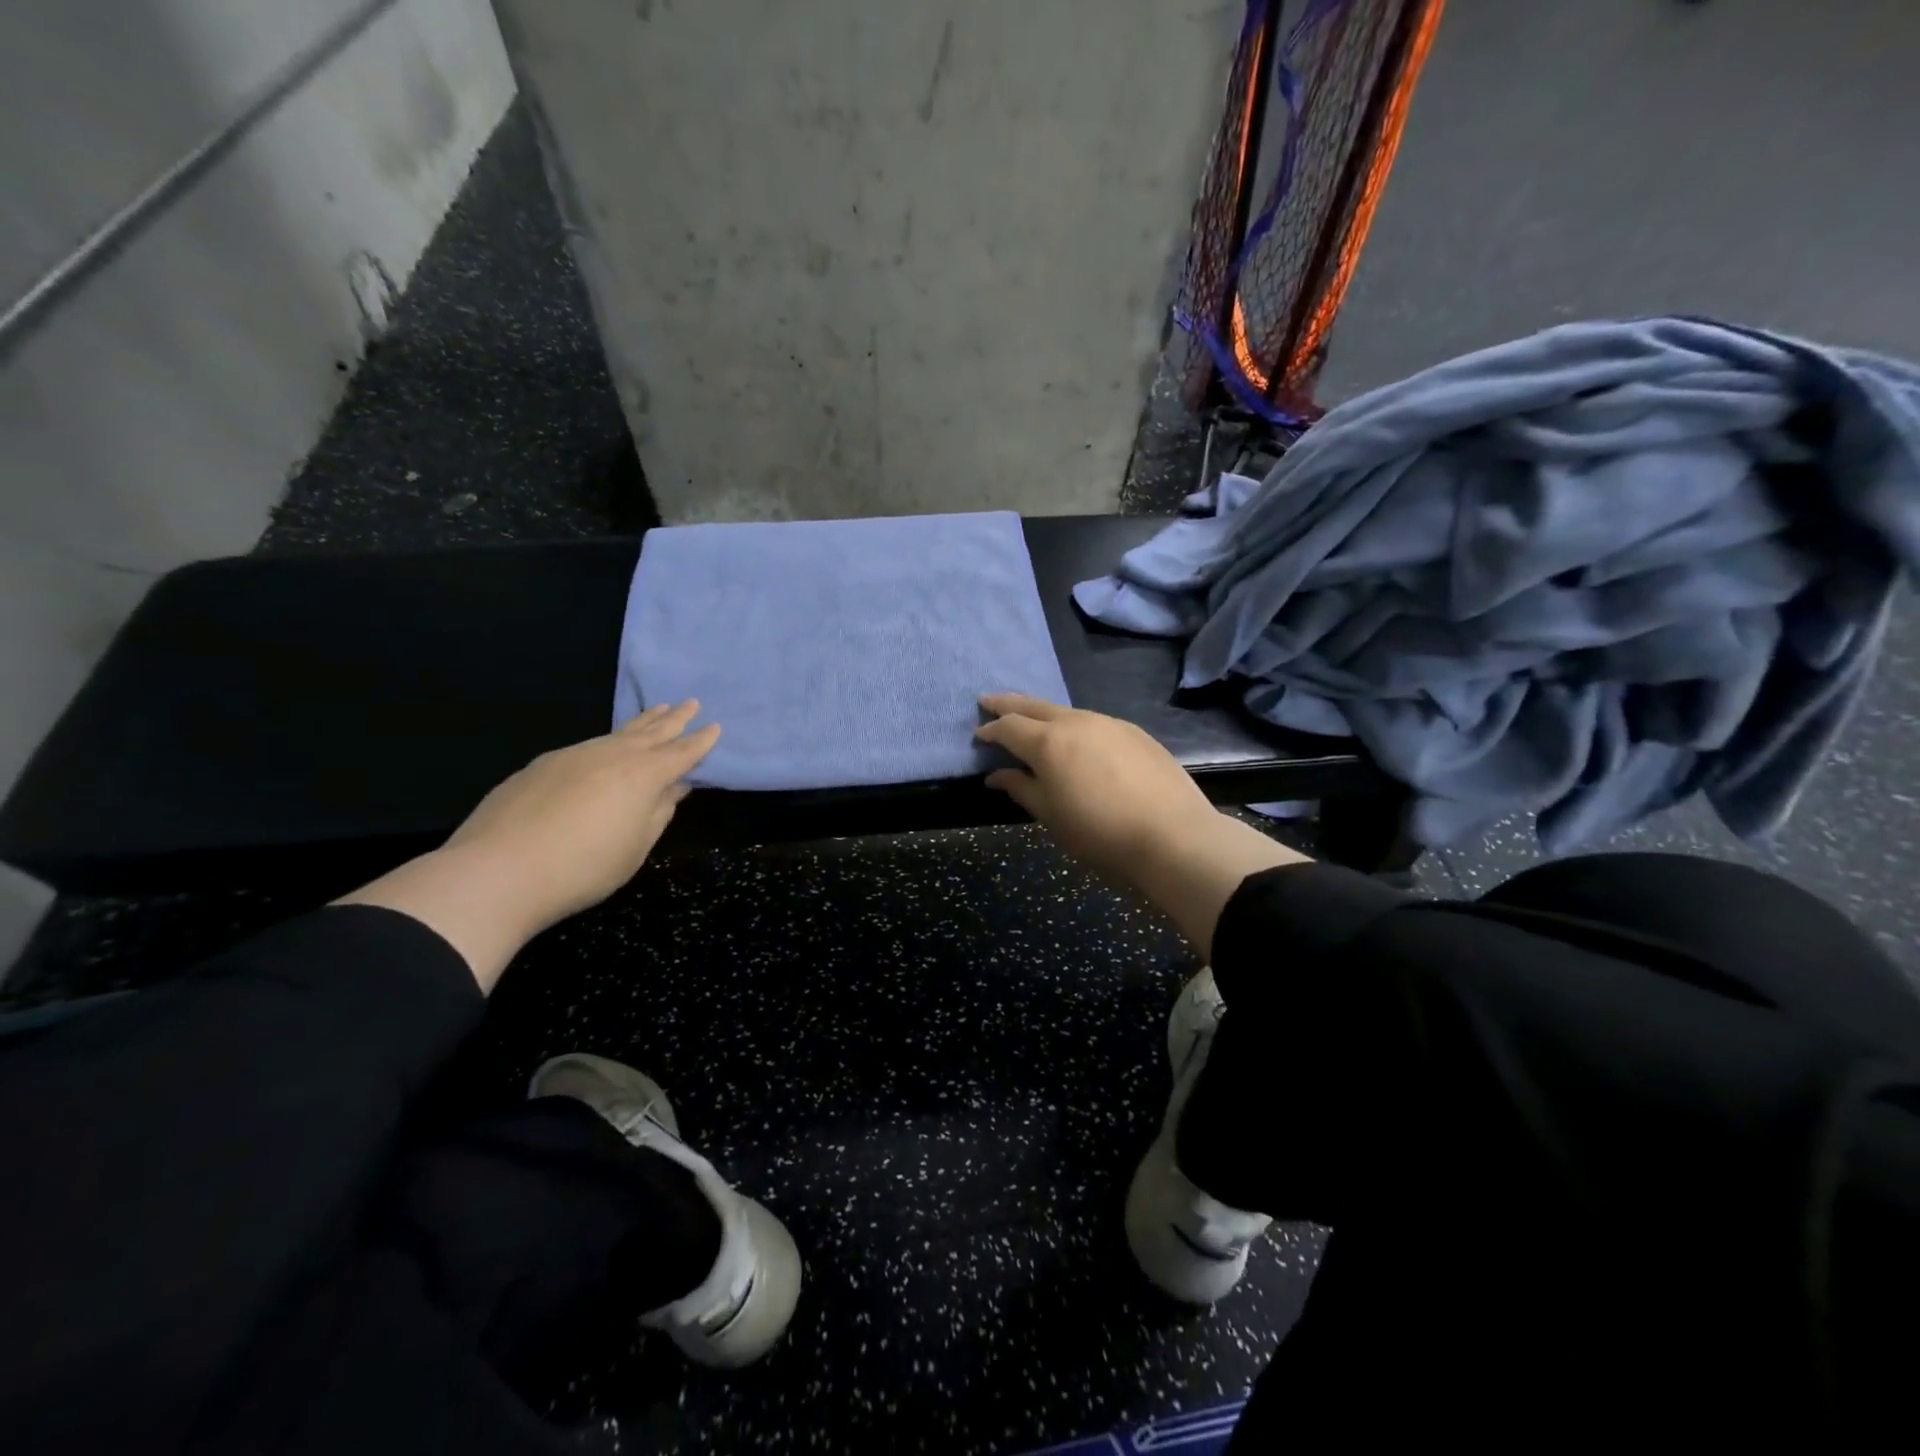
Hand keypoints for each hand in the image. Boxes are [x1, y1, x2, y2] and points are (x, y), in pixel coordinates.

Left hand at [339, 701, 718, 990]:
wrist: (499, 871)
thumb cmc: (584, 867)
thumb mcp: (636, 847)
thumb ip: (658, 813)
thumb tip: (675, 788)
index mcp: (643, 776)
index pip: (681, 753)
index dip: (700, 742)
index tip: (715, 727)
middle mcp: (611, 755)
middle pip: (651, 731)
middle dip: (674, 718)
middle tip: (691, 703)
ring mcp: (573, 755)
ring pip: (616, 733)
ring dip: (641, 723)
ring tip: (656, 711)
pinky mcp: (541, 765)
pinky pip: (587, 746)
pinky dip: (607, 741)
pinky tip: (605, 749)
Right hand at [975, 693, 1220, 884]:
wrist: (1173, 836)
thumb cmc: (1100, 833)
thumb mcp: (1051, 816)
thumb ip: (1021, 788)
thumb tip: (997, 775)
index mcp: (1048, 742)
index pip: (1009, 726)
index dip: (990, 729)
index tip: (978, 734)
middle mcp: (1076, 722)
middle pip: (1034, 705)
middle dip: (1008, 703)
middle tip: (988, 700)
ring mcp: (1109, 723)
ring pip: (1066, 712)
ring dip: (1043, 714)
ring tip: (1032, 722)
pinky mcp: (1134, 732)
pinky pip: (1093, 722)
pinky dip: (1074, 726)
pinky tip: (1077, 741)